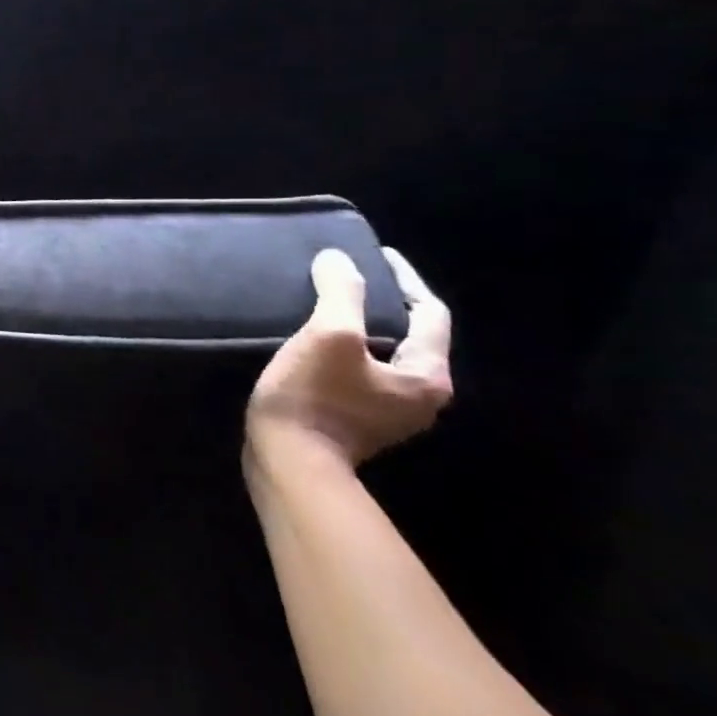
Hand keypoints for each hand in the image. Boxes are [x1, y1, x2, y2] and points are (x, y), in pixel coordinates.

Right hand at [245, 247, 451, 473]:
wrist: (287, 461)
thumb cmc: (314, 398)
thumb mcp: (329, 336)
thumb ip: (341, 293)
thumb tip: (338, 259)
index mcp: (427, 376)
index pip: (429, 313)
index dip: (404, 279)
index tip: (376, 255)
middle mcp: (420, 396)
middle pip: (410, 335)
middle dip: (382, 303)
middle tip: (349, 277)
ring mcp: (390, 413)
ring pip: (383, 354)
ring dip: (361, 326)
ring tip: (329, 304)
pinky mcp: (358, 421)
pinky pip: (362, 372)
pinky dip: (347, 350)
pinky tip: (317, 341)